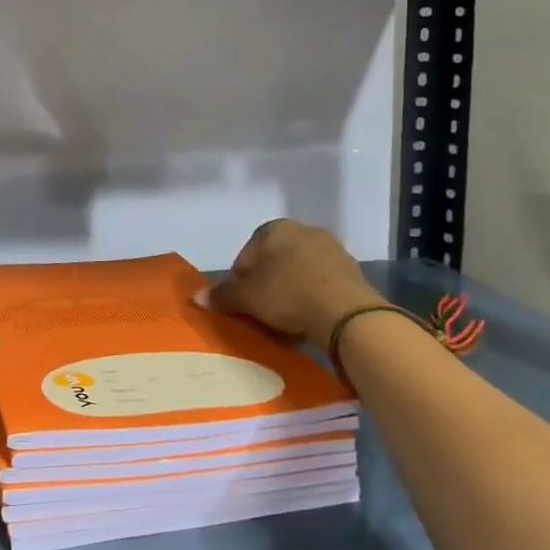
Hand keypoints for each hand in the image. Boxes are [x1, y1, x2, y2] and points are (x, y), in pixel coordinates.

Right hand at [206, 220, 382, 354]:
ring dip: (291, 293)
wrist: (345, 313)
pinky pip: (322, 285)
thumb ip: (222, 295)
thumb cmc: (286, 294)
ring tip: (287, 322)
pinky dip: (313, 299)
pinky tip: (309, 321)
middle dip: (267, 286)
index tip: (243, 303)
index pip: (247, 254)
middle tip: (263, 312)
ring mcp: (332, 250)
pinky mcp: (353, 272)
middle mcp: (304, 230)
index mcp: (275, 228)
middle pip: (275, 263)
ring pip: (299, 274)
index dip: (240, 281)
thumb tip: (197, 297)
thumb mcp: (246, 297)